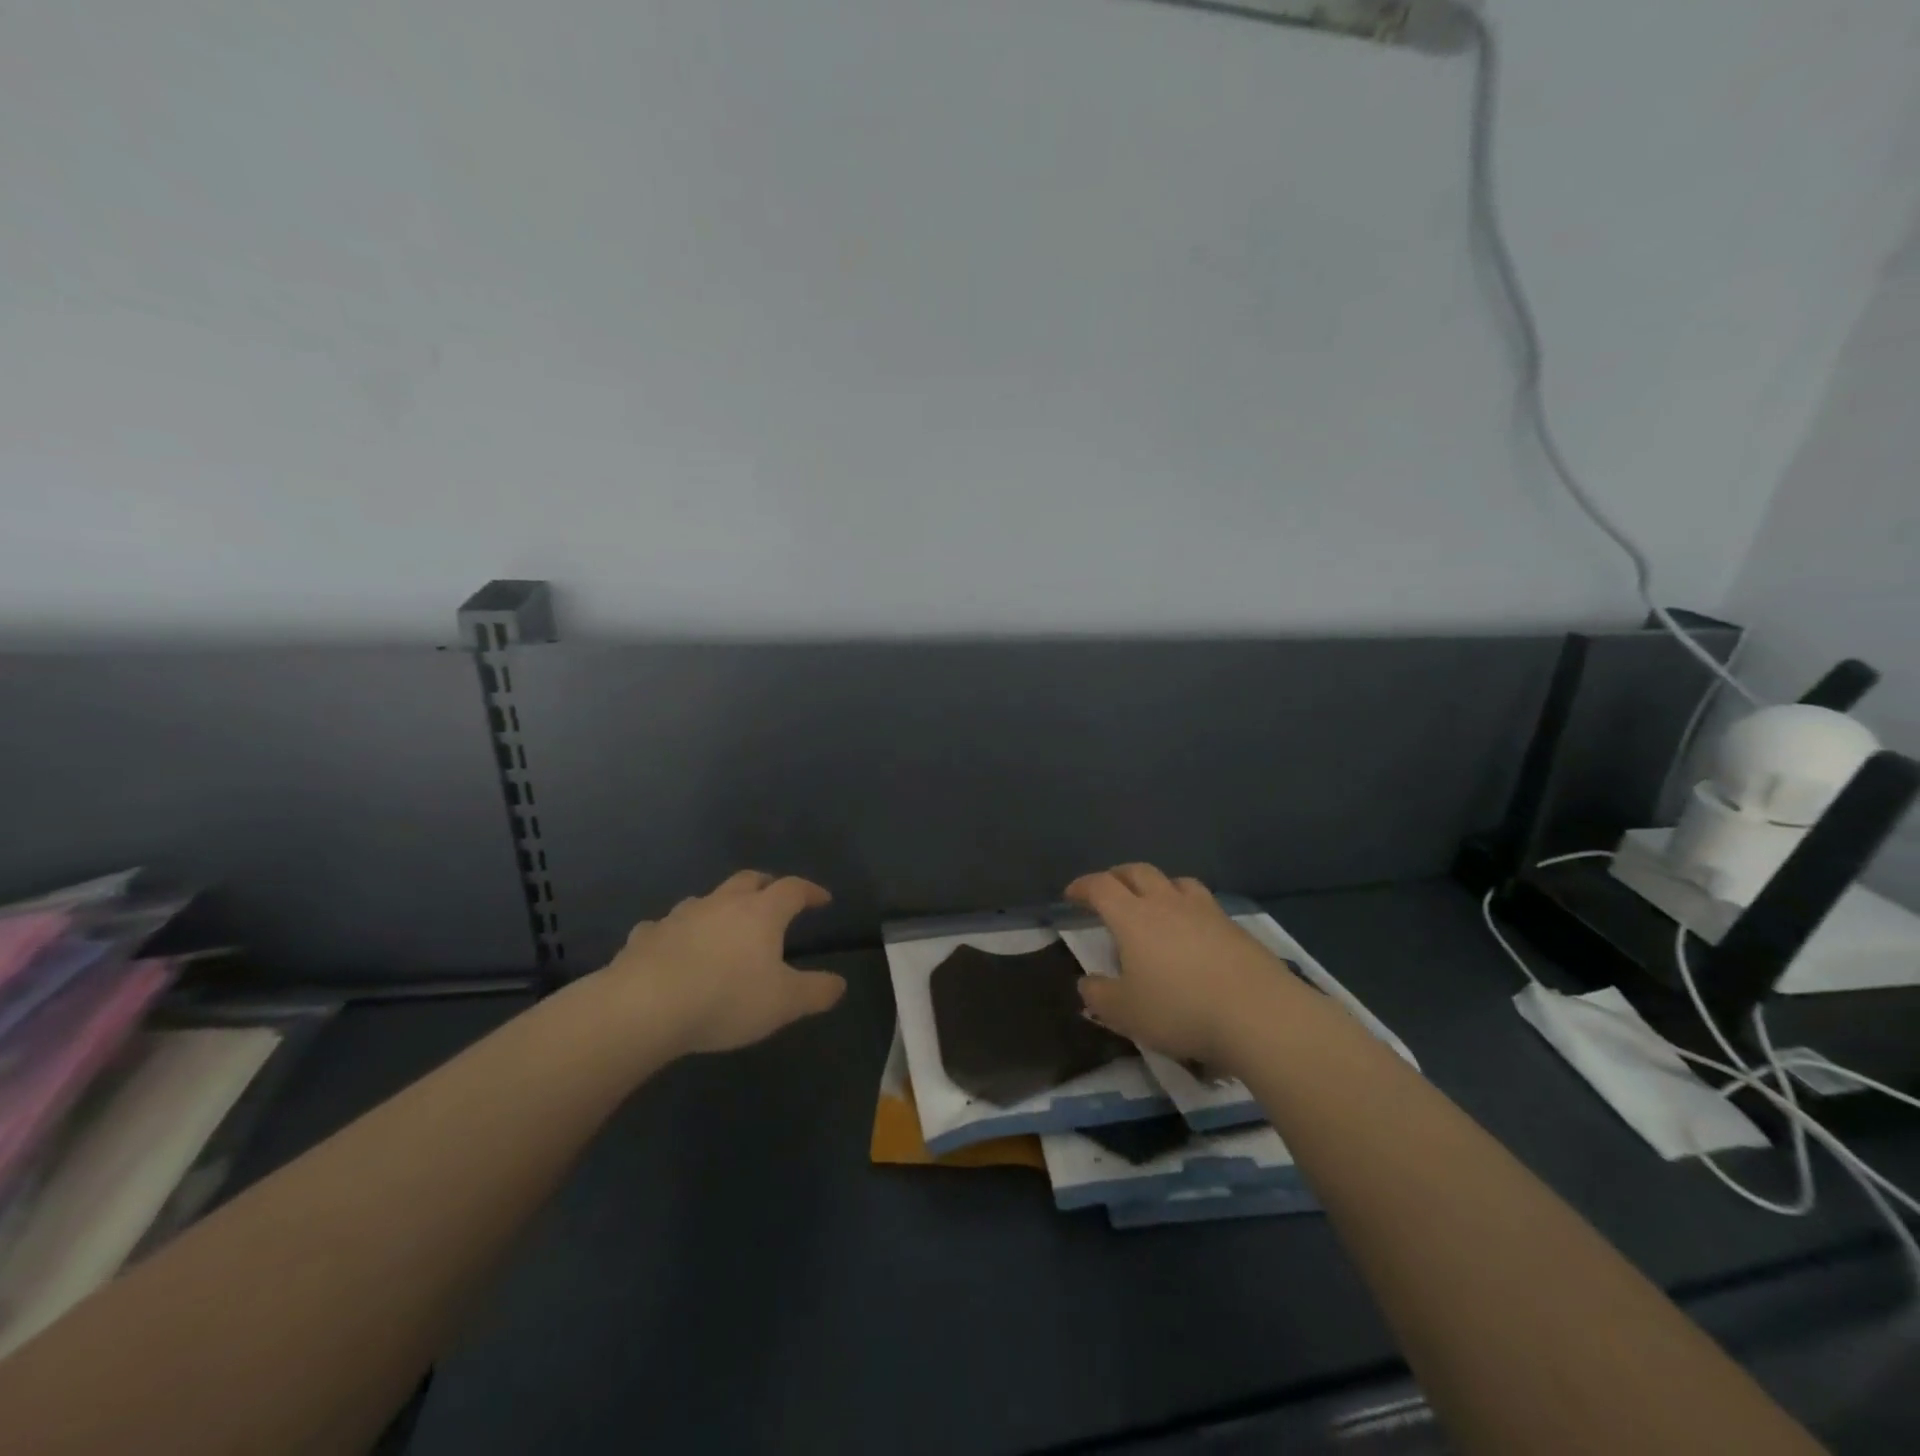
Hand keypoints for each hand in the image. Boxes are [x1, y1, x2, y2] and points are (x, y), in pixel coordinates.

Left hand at [597, 871, 846, 1054]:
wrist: (643, 1007)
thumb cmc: (725, 999)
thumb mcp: (784, 1003)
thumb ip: (816, 991)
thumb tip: (839, 983)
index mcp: (760, 913)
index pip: (793, 889)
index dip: (810, 891)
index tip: (823, 899)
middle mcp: (721, 904)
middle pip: (748, 880)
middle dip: (766, 885)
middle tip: (775, 897)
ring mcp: (679, 917)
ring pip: (705, 899)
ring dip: (719, 906)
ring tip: (724, 925)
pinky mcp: (645, 937)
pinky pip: (664, 927)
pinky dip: (675, 933)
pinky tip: (672, 948)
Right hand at [1066, 864, 1299, 1068]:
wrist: (1258, 1014)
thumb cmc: (1180, 1009)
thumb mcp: (1125, 1013)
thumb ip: (1099, 995)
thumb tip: (1087, 982)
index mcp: (1133, 917)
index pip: (1100, 887)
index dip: (1082, 886)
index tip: (1071, 896)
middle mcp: (1167, 903)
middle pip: (1137, 872)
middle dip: (1117, 876)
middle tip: (1108, 889)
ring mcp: (1205, 911)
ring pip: (1176, 881)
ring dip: (1158, 885)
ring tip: (1154, 902)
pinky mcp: (1235, 927)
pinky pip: (1204, 903)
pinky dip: (1189, 908)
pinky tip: (1192, 931)